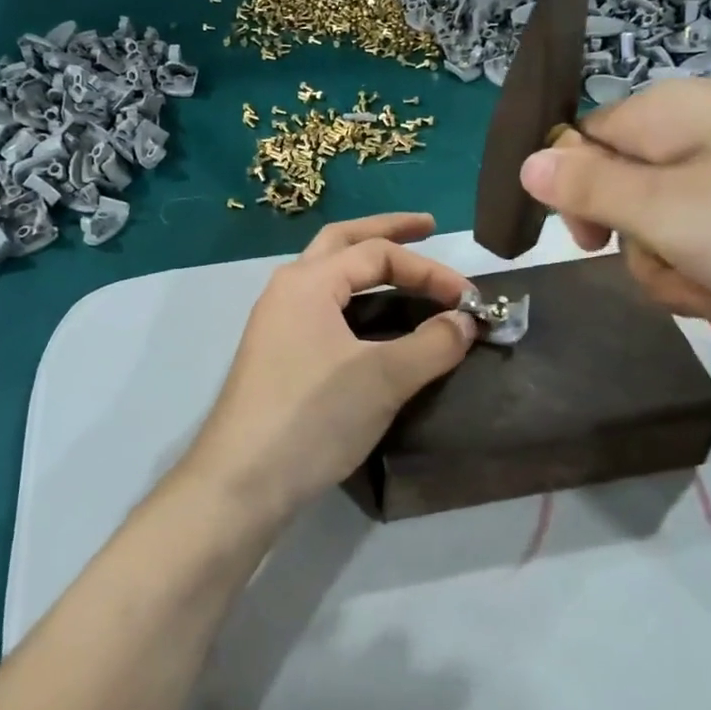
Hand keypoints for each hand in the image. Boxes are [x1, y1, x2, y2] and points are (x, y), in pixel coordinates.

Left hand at [185, 213, 477, 519]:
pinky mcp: (277, 354)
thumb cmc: (312, 417)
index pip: (377, 254)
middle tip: (428, 228)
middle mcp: (287, 290)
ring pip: (328, 275)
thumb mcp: (383, 378)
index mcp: (308, 281)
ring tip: (404, 268)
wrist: (241, 481)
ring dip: (367, 265)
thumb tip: (465, 321)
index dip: (429, 270)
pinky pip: (323, 308)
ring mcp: (277, 322)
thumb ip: (432, 344)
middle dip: (387, 231)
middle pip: (342, 241)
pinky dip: (355, 300)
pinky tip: (373, 320)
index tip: (469, 299)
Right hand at [518, 80, 710, 367]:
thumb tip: (527, 163)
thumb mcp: (670, 212)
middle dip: (666, 271)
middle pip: (638, 213)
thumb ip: (588, 191)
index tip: (602, 247)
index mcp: (665, 120)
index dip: (581, 204)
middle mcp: (706, 141)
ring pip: (692, 251)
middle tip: (707, 292)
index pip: (582, 149)